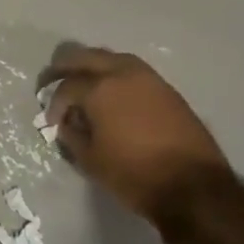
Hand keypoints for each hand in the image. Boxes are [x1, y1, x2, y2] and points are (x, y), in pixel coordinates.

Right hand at [45, 46, 228, 218]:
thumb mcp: (90, 160)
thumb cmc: (134, 174)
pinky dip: (114, 76)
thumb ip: (71, 135)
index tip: (51, 122)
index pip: (66, 87)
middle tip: (51, 81)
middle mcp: (122, 73)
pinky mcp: (166, 89)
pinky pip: (131, 71)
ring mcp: (148, 78)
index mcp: (99, 89)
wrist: (193, 186)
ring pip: (111, 58)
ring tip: (82, 85)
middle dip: (64, 68)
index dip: (53, 104)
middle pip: (85, 57)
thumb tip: (67, 123)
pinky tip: (111, 95)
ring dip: (92, 67)